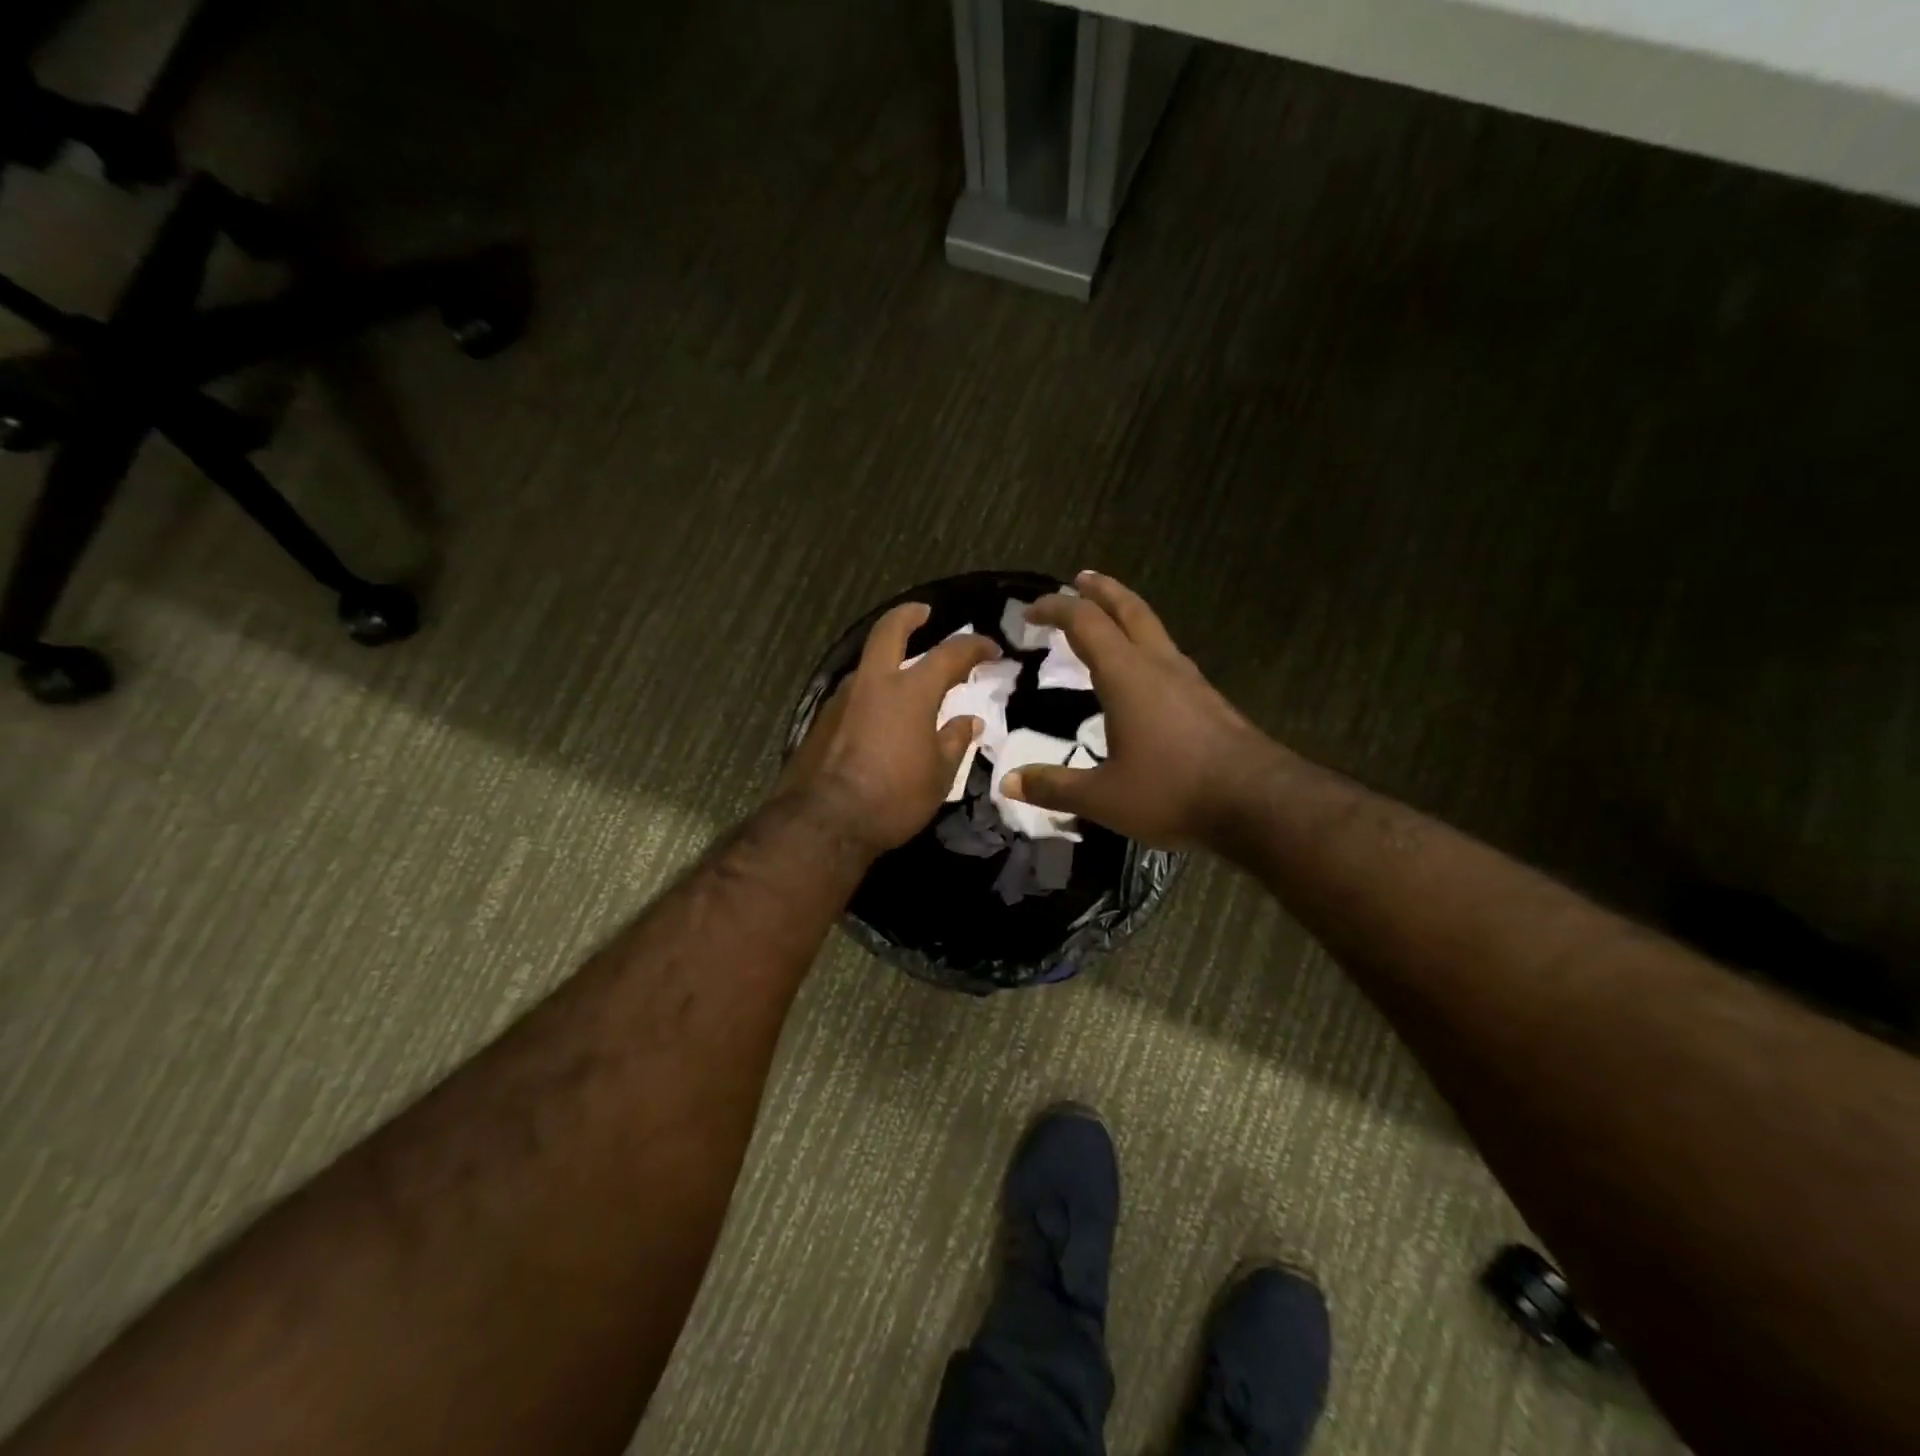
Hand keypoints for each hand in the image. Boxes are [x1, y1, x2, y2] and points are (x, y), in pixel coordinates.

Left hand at [779, 602, 999, 860]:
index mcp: (910, 691)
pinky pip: (853, 694)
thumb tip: (968, 721)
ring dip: (887, 660)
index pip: (950, 654)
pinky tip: (878, 714)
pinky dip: (871, 692)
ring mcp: (841, 699)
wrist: (824, 823)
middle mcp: (873, 683)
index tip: (991, 648)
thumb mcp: (939, 775)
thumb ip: (954, 741)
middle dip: (909, 616)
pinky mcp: (821, 720)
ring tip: (905, 677)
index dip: (974, 646)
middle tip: (924, 613)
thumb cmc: (894, 798)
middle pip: (889, 631)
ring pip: (867, 664)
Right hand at [1003, 572, 1281, 849]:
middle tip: (1080, 578)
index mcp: (1127, 675)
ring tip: (1109, 617)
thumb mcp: (1103, 797)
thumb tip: (1008, 782)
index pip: (1084, 623)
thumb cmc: (1173, 791)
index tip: (1030, 611)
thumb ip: (1053, 787)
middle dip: (1101, 591)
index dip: (1055, 609)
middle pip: (1128, 610)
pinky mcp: (1208, 700)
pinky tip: (1144, 671)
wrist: (1259, 803)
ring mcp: (1190, 680)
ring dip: (1127, 614)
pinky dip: (1145, 645)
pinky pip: (1168, 655)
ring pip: (1154, 629)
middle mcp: (1159, 665)